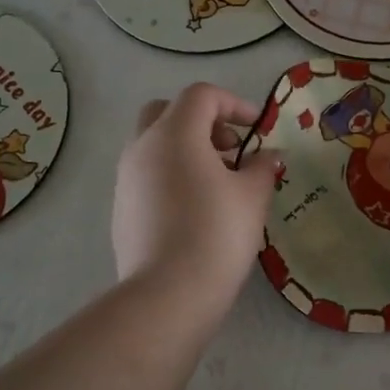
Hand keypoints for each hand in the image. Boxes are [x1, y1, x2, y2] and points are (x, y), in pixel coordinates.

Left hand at [112, 83, 277, 310]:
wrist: (168, 293)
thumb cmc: (217, 234)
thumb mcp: (252, 197)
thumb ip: (262, 167)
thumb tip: (268, 156)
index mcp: (175, 134)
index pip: (201, 96)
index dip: (234, 103)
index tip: (257, 129)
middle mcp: (142, 147)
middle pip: (168, 112)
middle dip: (202, 121)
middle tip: (229, 149)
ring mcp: (126, 178)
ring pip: (154, 144)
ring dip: (186, 149)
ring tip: (218, 183)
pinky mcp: (121, 208)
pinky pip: (147, 175)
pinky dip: (171, 175)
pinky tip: (195, 209)